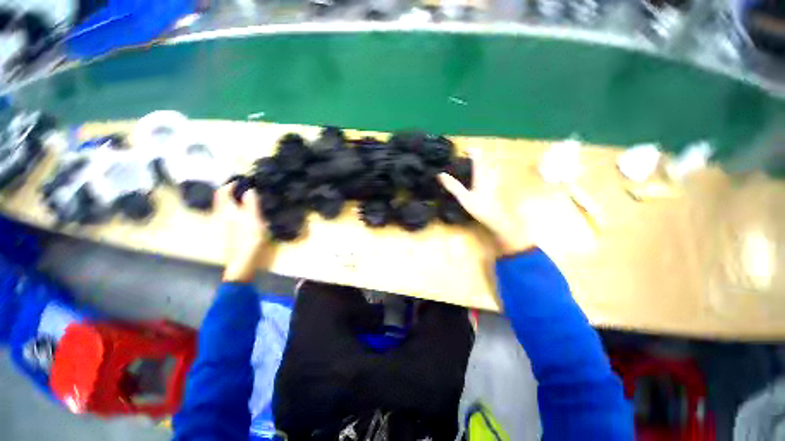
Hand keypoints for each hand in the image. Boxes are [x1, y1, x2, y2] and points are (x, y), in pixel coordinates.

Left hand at [214, 183, 269, 281]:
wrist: (243, 259)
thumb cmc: (249, 237)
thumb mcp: (253, 218)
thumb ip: (251, 204)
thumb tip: (249, 190)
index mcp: (227, 211)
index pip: (222, 192)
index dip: (230, 185)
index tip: (241, 181)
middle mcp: (223, 215)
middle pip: (223, 199)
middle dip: (232, 192)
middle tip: (245, 188)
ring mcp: (226, 224)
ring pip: (227, 207)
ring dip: (235, 200)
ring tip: (249, 199)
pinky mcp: (231, 231)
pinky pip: (232, 215)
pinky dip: (238, 209)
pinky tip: (249, 213)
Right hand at [438, 152, 531, 255]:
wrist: (497, 219)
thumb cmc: (481, 208)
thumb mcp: (464, 198)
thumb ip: (453, 186)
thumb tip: (440, 174)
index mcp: (481, 174)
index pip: (477, 155)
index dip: (469, 150)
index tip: (460, 152)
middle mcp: (488, 173)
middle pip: (483, 158)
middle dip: (473, 156)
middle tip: (461, 160)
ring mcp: (493, 179)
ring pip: (486, 165)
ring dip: (477, 163)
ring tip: (466, 168)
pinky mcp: (494, 185)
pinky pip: (487, 172)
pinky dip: (480, 171)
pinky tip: (474, 179)